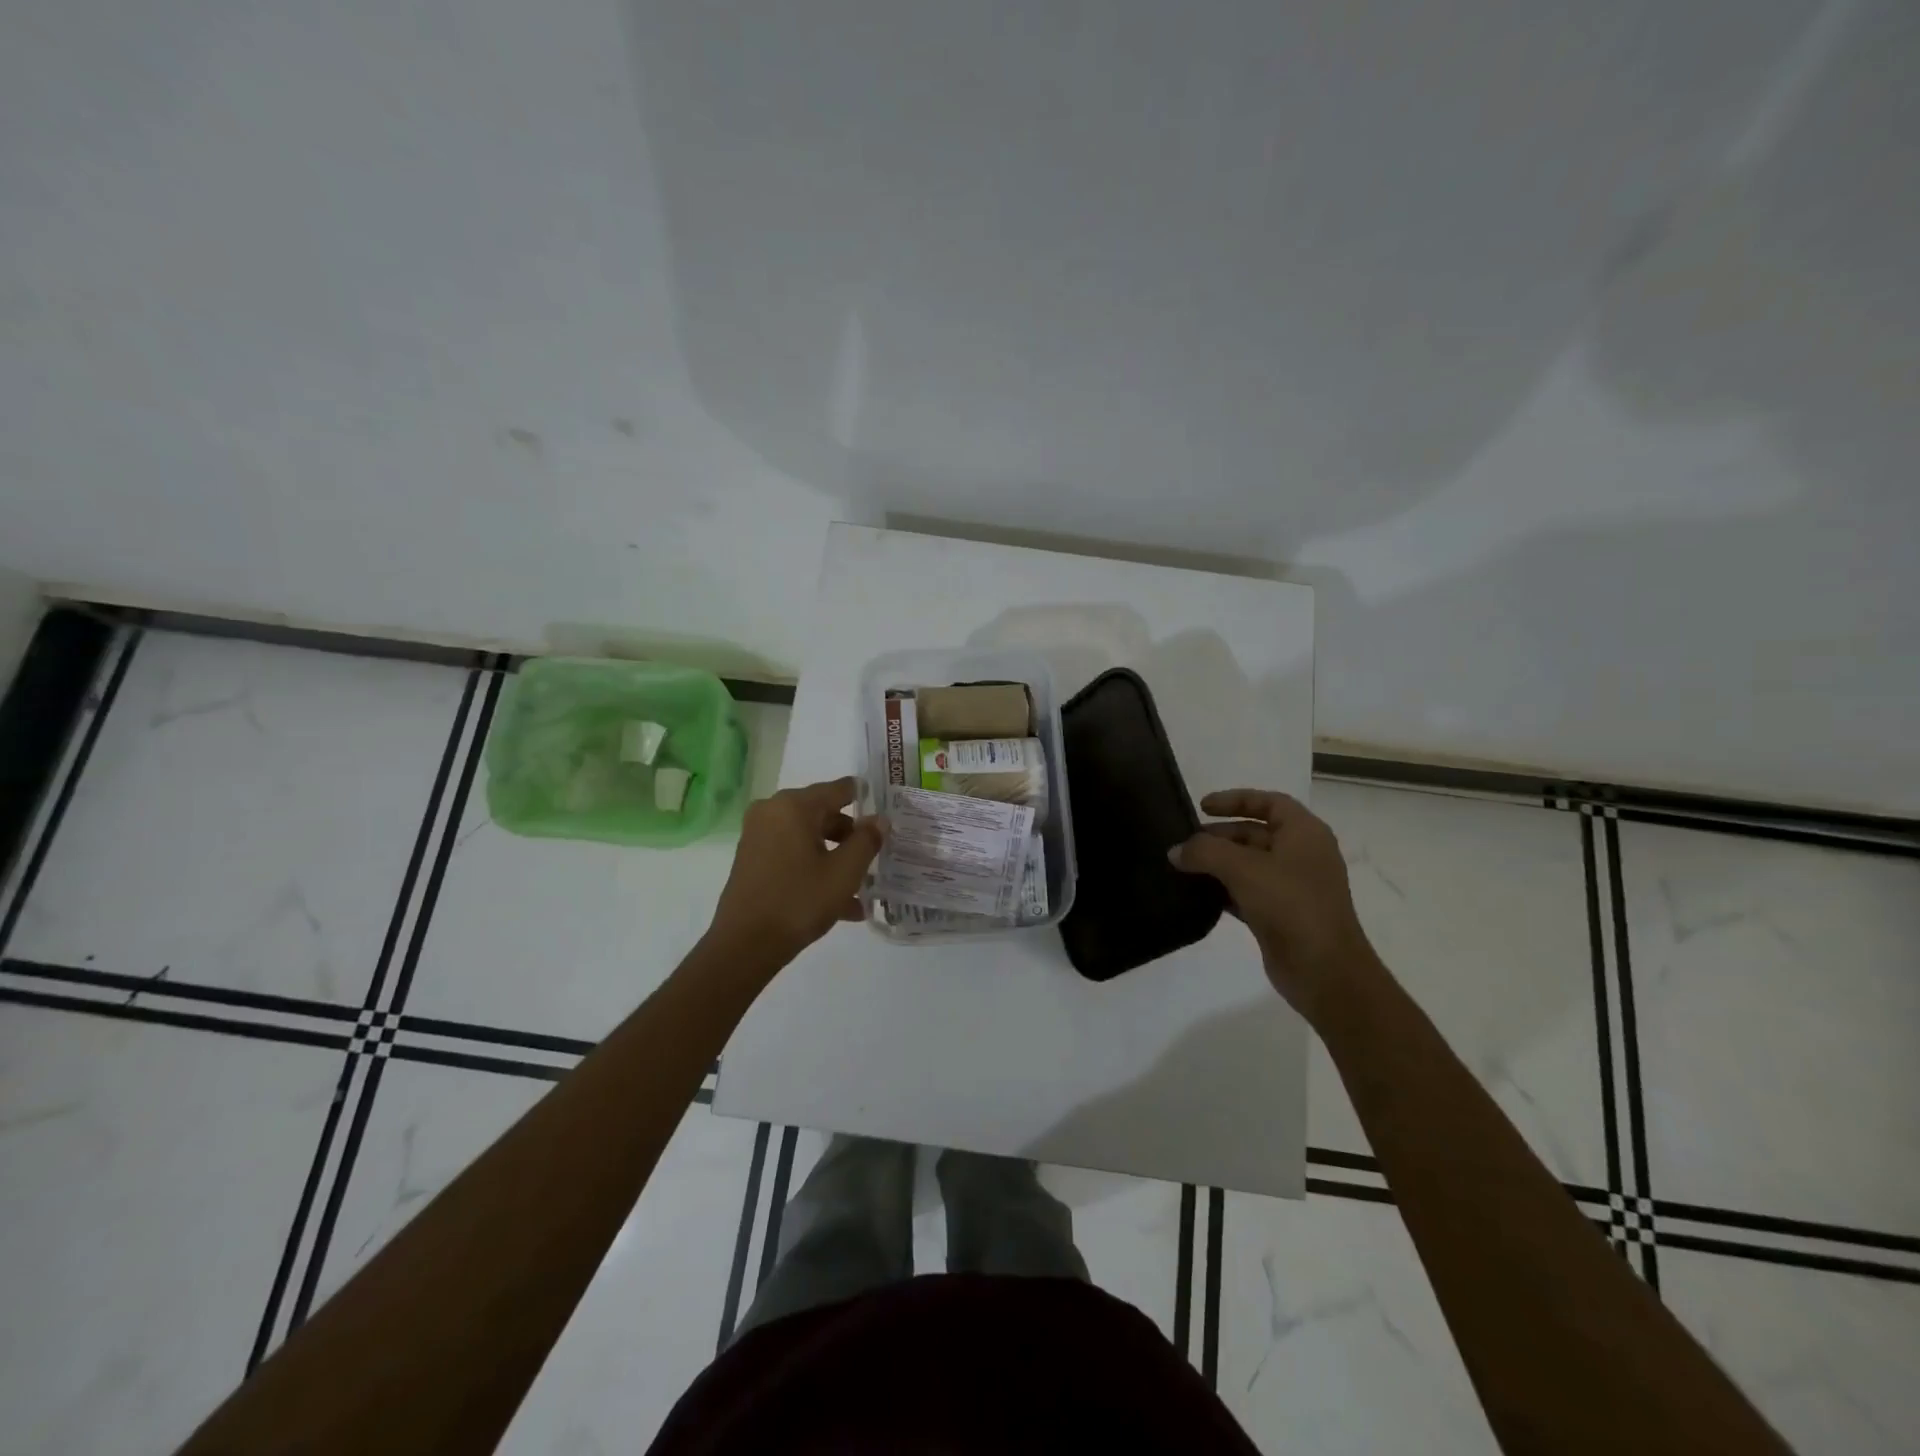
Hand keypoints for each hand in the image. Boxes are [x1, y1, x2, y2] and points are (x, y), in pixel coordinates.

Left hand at [708, 777, 886, 968]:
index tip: (887, 813)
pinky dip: (815, 869)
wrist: (744, 945)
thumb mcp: (844, 872)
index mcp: (794, 806)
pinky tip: (841, 903)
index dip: (866, 799)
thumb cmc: (799, 901)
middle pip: (824, 814)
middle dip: (851, 837)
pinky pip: (793, 854)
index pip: (840, 789)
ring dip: (836, 858)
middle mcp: (773, 812)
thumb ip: (867, 841)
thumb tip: (879, 820)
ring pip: (810, 838)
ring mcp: (759, 835)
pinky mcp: (752, 859)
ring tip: (862, 890)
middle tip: (877, 857)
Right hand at [1170, 789, 1379, 1017]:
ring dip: (1218, 863)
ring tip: (1183, 866)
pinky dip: (1223, 889)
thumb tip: (1175, 851)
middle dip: (1220, 835)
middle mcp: (1302, 855)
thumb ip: (1204, 852)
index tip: (1202, 806)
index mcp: (1305, 834)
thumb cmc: (1290, 905)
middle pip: (1256, 833)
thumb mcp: (1243, 869)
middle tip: (1184, 842)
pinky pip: (1247, 892)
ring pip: (1249, 864)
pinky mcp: (1282, 915)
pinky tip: (1197, 894)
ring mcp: (1293, 887)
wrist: (1324, 970)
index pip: (1269, 802)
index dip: (1235, 799)